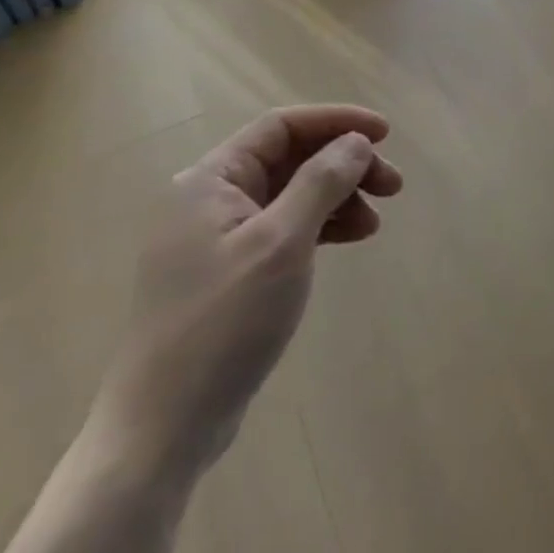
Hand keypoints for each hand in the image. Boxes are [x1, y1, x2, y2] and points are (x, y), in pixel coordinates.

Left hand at [89, 104, 401, 478]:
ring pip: (291, 194)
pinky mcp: (228, 273)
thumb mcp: (281, 244)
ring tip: (377, 220)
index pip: (282, 127)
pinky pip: (283, 228)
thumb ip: (321, 182)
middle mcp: (209, 199)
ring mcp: (217, 239)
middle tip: (392, 185)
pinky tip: (352, 237)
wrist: (162, 430)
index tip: (385, 133)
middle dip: (344, 164)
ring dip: (338, 196)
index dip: (337, 122)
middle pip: (290, 159)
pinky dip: (320, 227)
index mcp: (210, 181)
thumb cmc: (222, 324)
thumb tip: (356, 141)